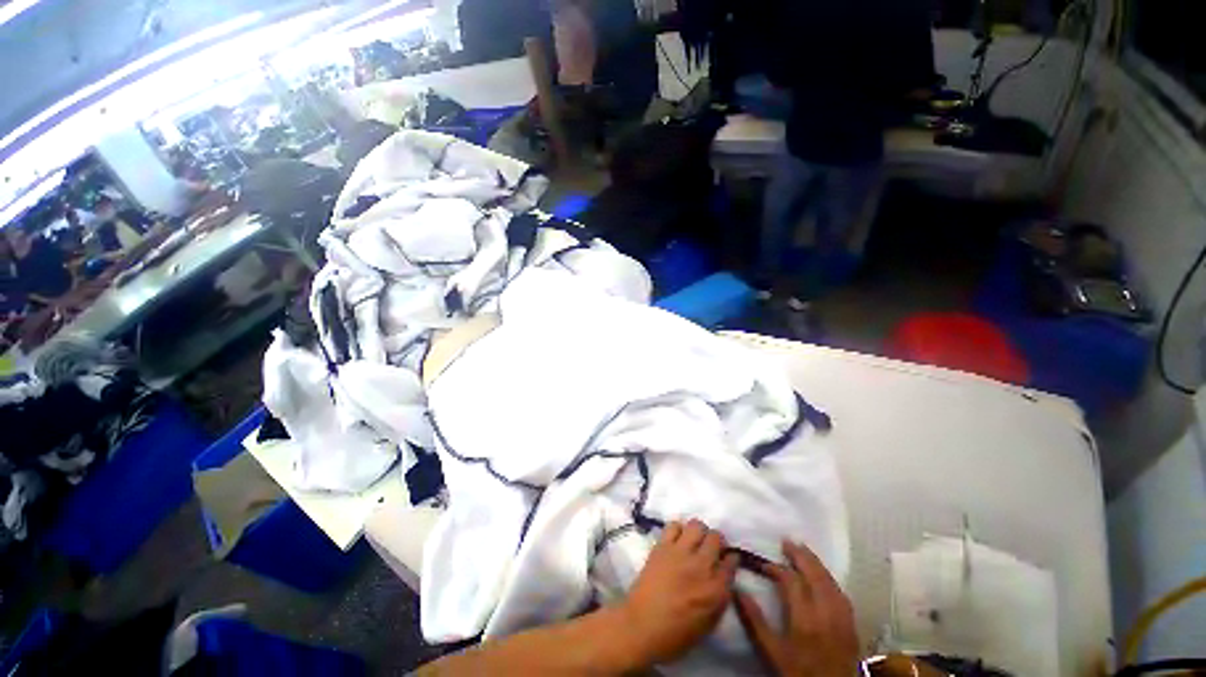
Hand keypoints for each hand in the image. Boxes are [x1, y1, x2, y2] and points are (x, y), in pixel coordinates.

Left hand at [618, 519, 738, 664]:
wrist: (641, 626)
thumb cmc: (675, 635)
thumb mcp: (708, 624)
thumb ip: (719, 598)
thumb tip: (723, 581)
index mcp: (716, 590)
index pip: (732, 561)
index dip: (730, 559)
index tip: (726, 560)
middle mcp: (701, 566)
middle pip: (716, 537)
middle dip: (716, 541)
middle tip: (710, 548)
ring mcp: (680, 553)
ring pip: (696, 525)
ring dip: (698, 532)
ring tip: (694, 541)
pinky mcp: (662, 546)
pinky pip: (674, 526)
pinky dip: (678, 530)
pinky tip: (676, 541)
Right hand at [734, 540, 858, 676]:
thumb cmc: (798, 672)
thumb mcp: (772, 652)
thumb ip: (755, 621)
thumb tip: (738, 590)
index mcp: (804, 619)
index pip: (791, 581)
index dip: (776, 568)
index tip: (763, 564)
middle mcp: (826, 613)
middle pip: (814, 575)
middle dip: (800, 555)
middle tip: (786, 542)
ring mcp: (842, 617)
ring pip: (830, 581)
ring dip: (816, 563)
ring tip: (803, 550)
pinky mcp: (852, 623)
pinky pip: (841, 593)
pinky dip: (830, 578)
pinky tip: (823, 575)